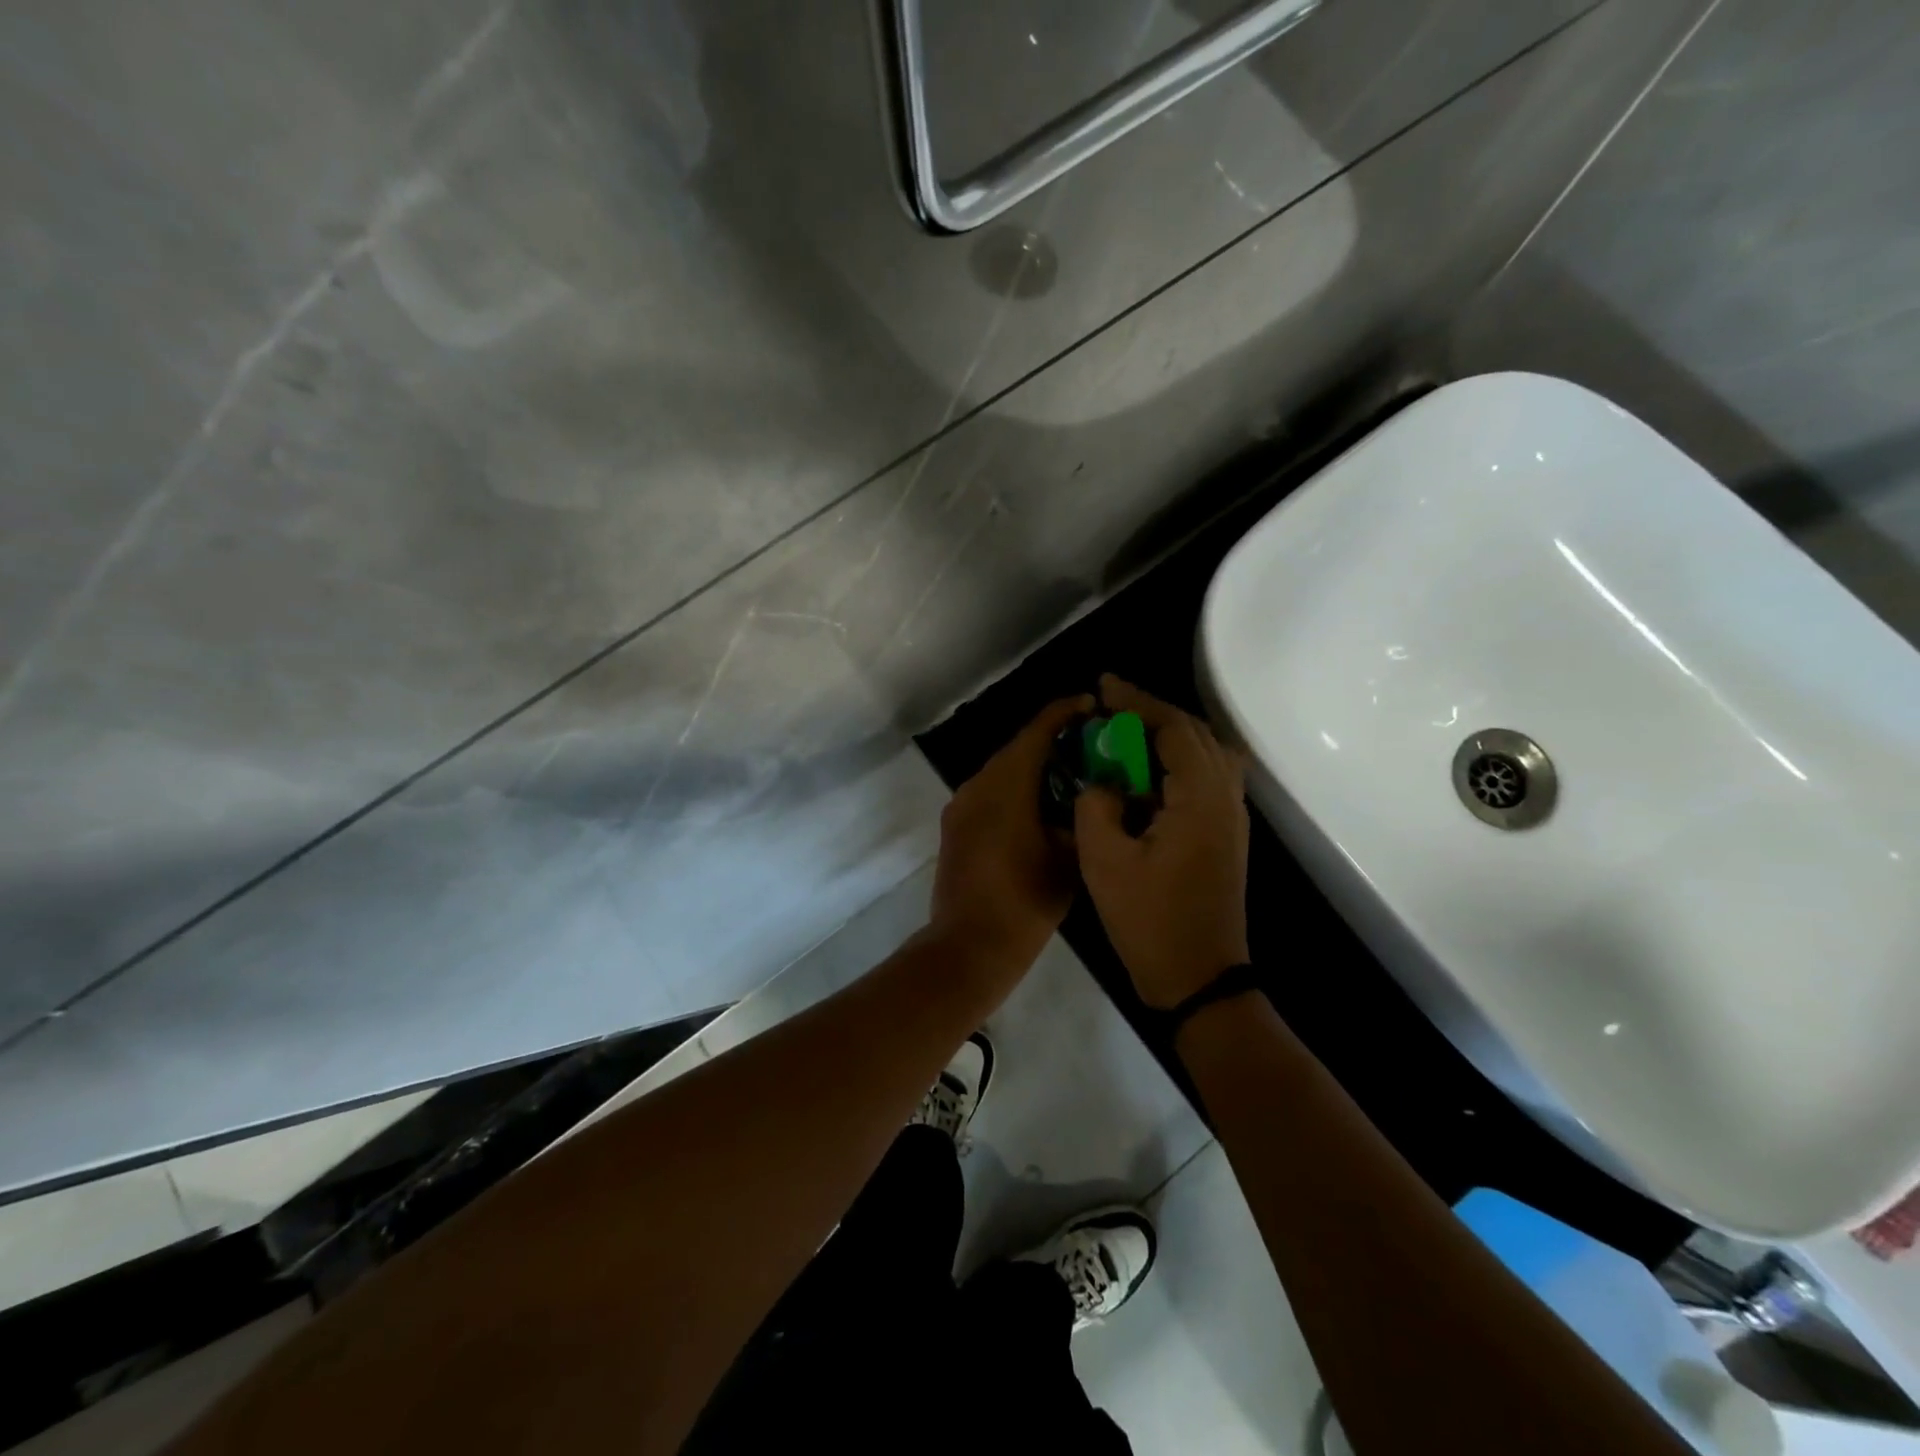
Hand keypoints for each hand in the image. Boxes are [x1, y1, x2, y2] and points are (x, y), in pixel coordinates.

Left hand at [929, 694, 1092, 972]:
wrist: (968, 946)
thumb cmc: (1024, 902)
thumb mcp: (1068, 859)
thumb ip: (1081, 818)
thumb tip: (1090, 798)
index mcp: (1006, 785)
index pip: (1037, 731)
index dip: (1065, 712)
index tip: (1092, 705)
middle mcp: (977, 785)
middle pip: (1017, 748)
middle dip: (1052, 741)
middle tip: (1090, 745)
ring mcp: (961, 806)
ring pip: (1001, 771)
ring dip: (1032, 767)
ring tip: (1070, 776)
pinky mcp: (955, 827)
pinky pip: (989, 794)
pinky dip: (1015, 790)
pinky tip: (1040, 807)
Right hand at [1074, 676, 1249, 1008]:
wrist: (1199, 977)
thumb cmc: (1149, 921)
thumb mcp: (1104, 861)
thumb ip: (1097, 805)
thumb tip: (1103, 783)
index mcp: (1199, 798)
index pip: (1172, 728)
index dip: (1137, 701)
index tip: (1104, 686)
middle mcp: (1225, 798)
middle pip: (1195, 733)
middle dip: (1152, 713)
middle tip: (1111, 706)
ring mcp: (1231, 817)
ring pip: (1205, 753)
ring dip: (1168, 735)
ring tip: (1127, 734)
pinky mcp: (1226, 834)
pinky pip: (1206, 777)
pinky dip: (1177, 760)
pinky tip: (1147, 773)